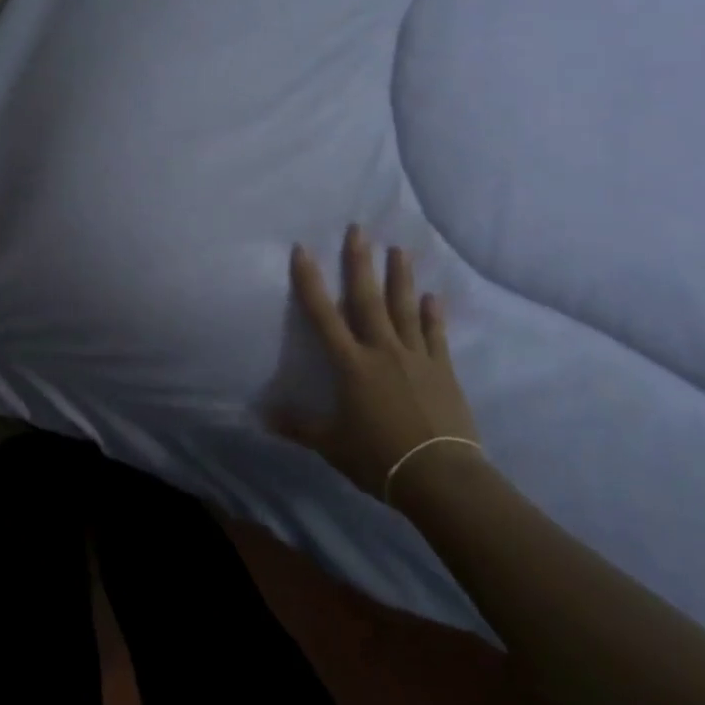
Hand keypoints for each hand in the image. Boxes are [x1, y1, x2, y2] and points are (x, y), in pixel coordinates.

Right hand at [273, 227, 482, 498]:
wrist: (438, 475)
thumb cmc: (377, 458)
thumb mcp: (331, 444)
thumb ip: (298, 425)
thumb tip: (262, 415)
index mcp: (351, 365)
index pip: (324, 315)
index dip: (311, 282)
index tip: (303, 250)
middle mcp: (382, 351)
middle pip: (368, 299)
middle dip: (360, 263)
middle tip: (359, 229)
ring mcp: (416, 357)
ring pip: (405, 309)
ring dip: (401, 278)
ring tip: (399, 249)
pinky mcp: (442, 370)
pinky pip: (436, 335)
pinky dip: (434, 315)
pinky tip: (433, 297)